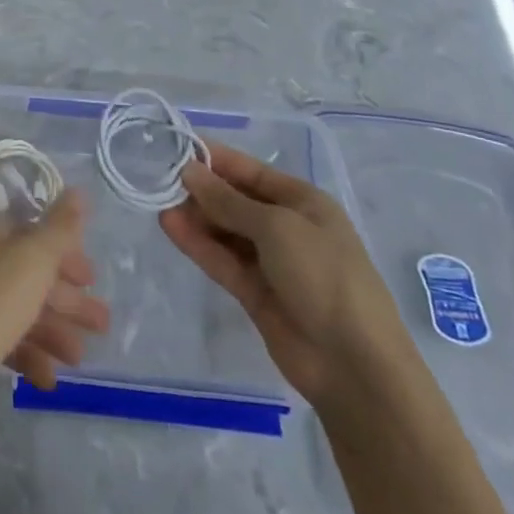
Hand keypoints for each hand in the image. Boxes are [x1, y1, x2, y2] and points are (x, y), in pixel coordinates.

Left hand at [0, 190, 108, 440]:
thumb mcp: (31, 261)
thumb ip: (59, 228)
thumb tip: (78, 190)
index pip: (34, 231)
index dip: (64, 252)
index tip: (92, 279)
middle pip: (31, 272)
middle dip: (67, 298)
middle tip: (102, 325)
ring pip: (20, 309)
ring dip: (54, 331)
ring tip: (79, 360)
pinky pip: (3, 342)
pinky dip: (28, 356)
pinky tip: (47, 380)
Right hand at [159, 143, 408, 406]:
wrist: (354, 365)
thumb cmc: (324, 276)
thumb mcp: (276, 227)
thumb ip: (228, 200)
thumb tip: (189, 171)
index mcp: (302, 202)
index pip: (251, 171)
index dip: (215, 158)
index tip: (176, 147)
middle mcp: (286, 227)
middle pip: (235, 200)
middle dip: (202, 189)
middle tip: (160, 178)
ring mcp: (270, 262)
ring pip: (225, 231)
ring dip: (196, 216)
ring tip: (159, 202)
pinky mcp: (254, 292)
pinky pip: (221, 260)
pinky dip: (197, 244)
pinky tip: (170, 227)